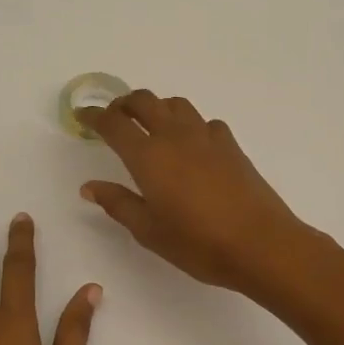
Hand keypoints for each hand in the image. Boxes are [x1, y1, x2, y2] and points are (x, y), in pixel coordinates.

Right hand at [81, 90, 316, 296]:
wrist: (260, 243)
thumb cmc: (198, 243)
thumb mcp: (149, 231)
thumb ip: (118, 203)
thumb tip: (90, 186)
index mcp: (148, 156)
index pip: (114, 124)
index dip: (94, 116)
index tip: (82, 116)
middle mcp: (175, 136)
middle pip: (145, 101)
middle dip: (124, 103)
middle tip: (114, 117)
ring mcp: (207, 137)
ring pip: (176, 104)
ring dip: (157, 107)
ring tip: (151, 126)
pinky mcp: (231, 145)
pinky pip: (204, 122)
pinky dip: (189, 124)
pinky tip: (191, 145)